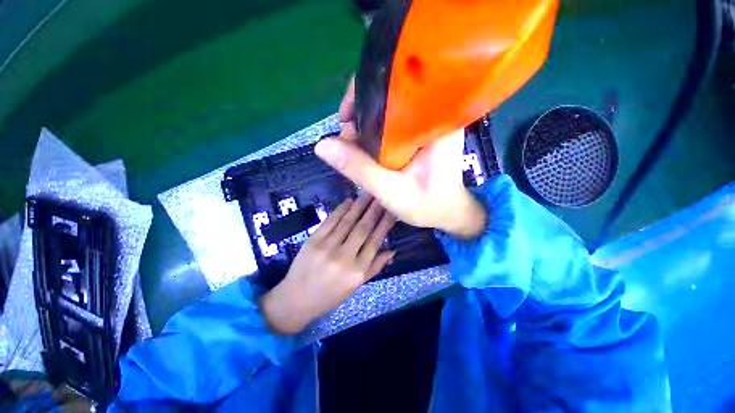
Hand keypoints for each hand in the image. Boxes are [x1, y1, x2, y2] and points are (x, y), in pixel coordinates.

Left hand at [260, 195, 395, 333]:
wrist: (298, 298)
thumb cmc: (331, 294)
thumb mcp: (356, 285)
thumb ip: (375, 267)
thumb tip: (392, 250)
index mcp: (357, 271)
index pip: (375, 242)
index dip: (384, 224)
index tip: (392, 210)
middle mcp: (344, 257)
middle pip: (363, 228)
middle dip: (374, 210)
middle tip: (381, 195)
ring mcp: (327, 247)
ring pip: (347, 222)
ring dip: (359, 205)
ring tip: (368, 193)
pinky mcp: (313, 240)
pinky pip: (330, 221)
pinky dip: (340, 209)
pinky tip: (349, 201)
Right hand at [315, 78, 486, 237]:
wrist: (446, 213)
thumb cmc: (428, 205)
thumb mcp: (392, 191)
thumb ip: (360, 169)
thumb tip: (322, 145)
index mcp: (435, 119)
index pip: (397, 83)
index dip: (364, 93)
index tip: (346, 118)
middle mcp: (431, 113)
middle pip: (387, 94)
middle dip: (360, 114)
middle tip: (347, 144)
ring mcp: (423, 122)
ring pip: (385, 110)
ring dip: (363, 126)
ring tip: (353, 151)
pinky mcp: (416, 133)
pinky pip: (389, 123)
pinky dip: (372, 134)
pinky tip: (363, 151)